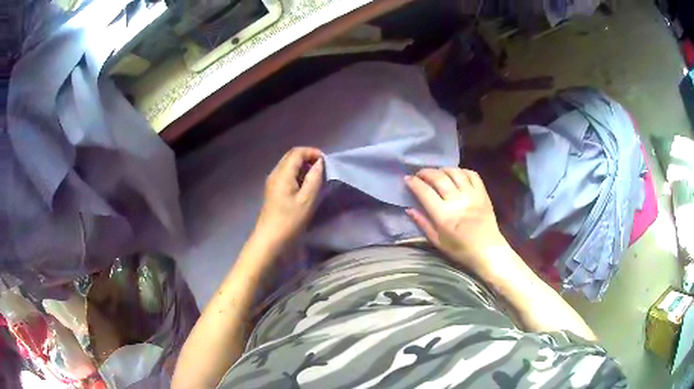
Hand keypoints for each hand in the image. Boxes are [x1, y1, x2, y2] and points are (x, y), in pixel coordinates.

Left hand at [254, 147, 323, 249]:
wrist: (270, 239)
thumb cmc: (290, 220)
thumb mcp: (307, 199)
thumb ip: (314, 178)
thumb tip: (320, 163)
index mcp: (282, 173)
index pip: (297, 152)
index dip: (312, 152)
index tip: (326, 162)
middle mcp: (275, 173)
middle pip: (291, 156)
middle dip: (308, 158)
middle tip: (322, 168)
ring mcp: (272, 182)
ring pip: (288, 165)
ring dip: (303, 166)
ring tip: (316, 177)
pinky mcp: (273, 190)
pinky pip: (286, 175)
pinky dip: (297, 174)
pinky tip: (305, 186)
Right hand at [405, 168, 508, 274]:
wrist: (487, 250)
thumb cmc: (461, 249)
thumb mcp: (438, 242)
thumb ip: (423, 223)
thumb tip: (409, 209)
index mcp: (444, 216)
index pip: (425, 192)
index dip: (414, 183)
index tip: (407, 179)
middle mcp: (457, 201)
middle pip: (439, 178)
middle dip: (426, 172)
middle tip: (419, 174)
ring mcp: (472, 195)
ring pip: (455, 173)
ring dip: (443, 169)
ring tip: (438, 173)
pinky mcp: (483, 193)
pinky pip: (472, 174)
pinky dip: (462, 171)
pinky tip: (456, 175)